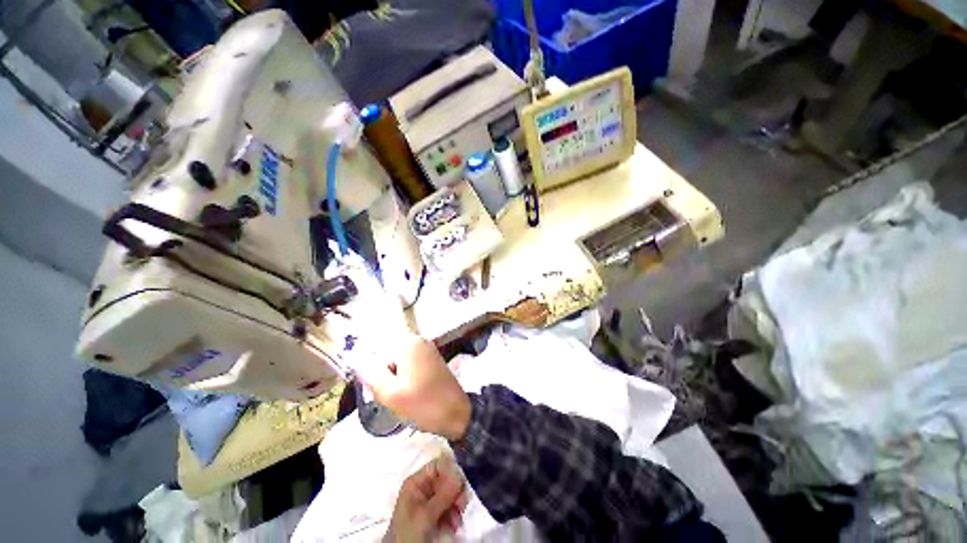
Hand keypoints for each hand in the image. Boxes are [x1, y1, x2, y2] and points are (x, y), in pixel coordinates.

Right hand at [356, 334, 471, 440]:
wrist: (457, 413)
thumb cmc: (424, 404)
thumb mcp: (390, 393)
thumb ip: (369, 373)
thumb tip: (354, 356)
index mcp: (408, 343)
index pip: (375, 352)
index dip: (373, 373)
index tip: (378, 391)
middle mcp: (418, 340)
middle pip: (387, 356)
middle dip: (384, 376)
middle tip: (391, 397)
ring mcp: (426, 348)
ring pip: (396, 363)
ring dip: (393, 380)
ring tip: (401, 397)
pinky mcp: (431, 358)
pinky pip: (408, 365)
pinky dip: (404, 379)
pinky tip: (410, 394)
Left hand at [386, 456, 468, 541]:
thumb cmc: (408, 535)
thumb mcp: (425, 514)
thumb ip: (443, 494)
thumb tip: (460, 472)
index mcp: (417, 482)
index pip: (438, 465)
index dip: (451, 470)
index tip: (460, 484)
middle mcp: (424, 488)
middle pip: (447, 478)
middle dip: (456, 491)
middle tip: (461, 505)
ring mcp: (431, 503)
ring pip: (451, 494)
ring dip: (457, 505)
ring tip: (456, 519)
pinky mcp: (436, 516)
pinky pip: (451, 507)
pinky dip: (455, 515)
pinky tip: (454, 525)